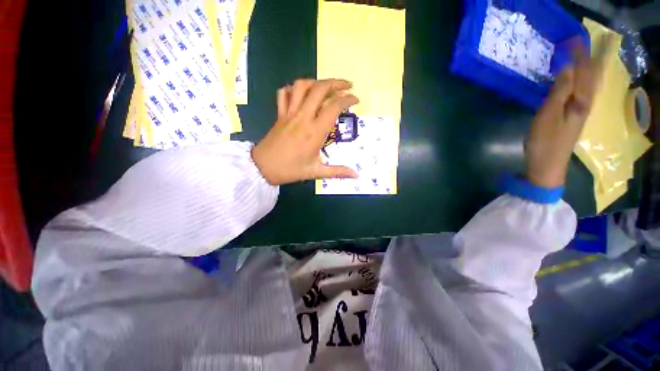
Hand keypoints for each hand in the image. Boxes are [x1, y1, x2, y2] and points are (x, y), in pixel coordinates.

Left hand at [252, 79, 359, 185]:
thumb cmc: (290, 170)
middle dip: (336, 83)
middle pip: (319, 89)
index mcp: (314, 132)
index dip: (347, 99)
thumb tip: (356, 176)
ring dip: (316, 82)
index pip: (333, 107)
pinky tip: (301, 93)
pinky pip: (283, 94)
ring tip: (326, 86)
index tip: (356, 99)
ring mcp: (289, 114)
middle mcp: (303, 118)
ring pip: (301, 86)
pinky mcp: (279, 114)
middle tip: (347, 85)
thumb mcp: (316, 172)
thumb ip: (338, 172)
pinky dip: (293, 89)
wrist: (262, 168)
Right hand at [526, 44, 601, 187]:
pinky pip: (582, 92)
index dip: (579, 55)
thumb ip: (559, 91)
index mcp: (581, 101)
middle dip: (585, 59)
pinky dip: (581, 81)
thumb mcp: (548, 115)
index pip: (583, 72)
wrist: (547, 166)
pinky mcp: (573, 117)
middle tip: (577, 45)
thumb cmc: (545, 141)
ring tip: (581, 57)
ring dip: (585, 69)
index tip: (572, 40)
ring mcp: (580, 111)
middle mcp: (586, 103)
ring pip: (588, 84)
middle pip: (590, 77)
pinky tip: (577, 80)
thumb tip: (567, 67)